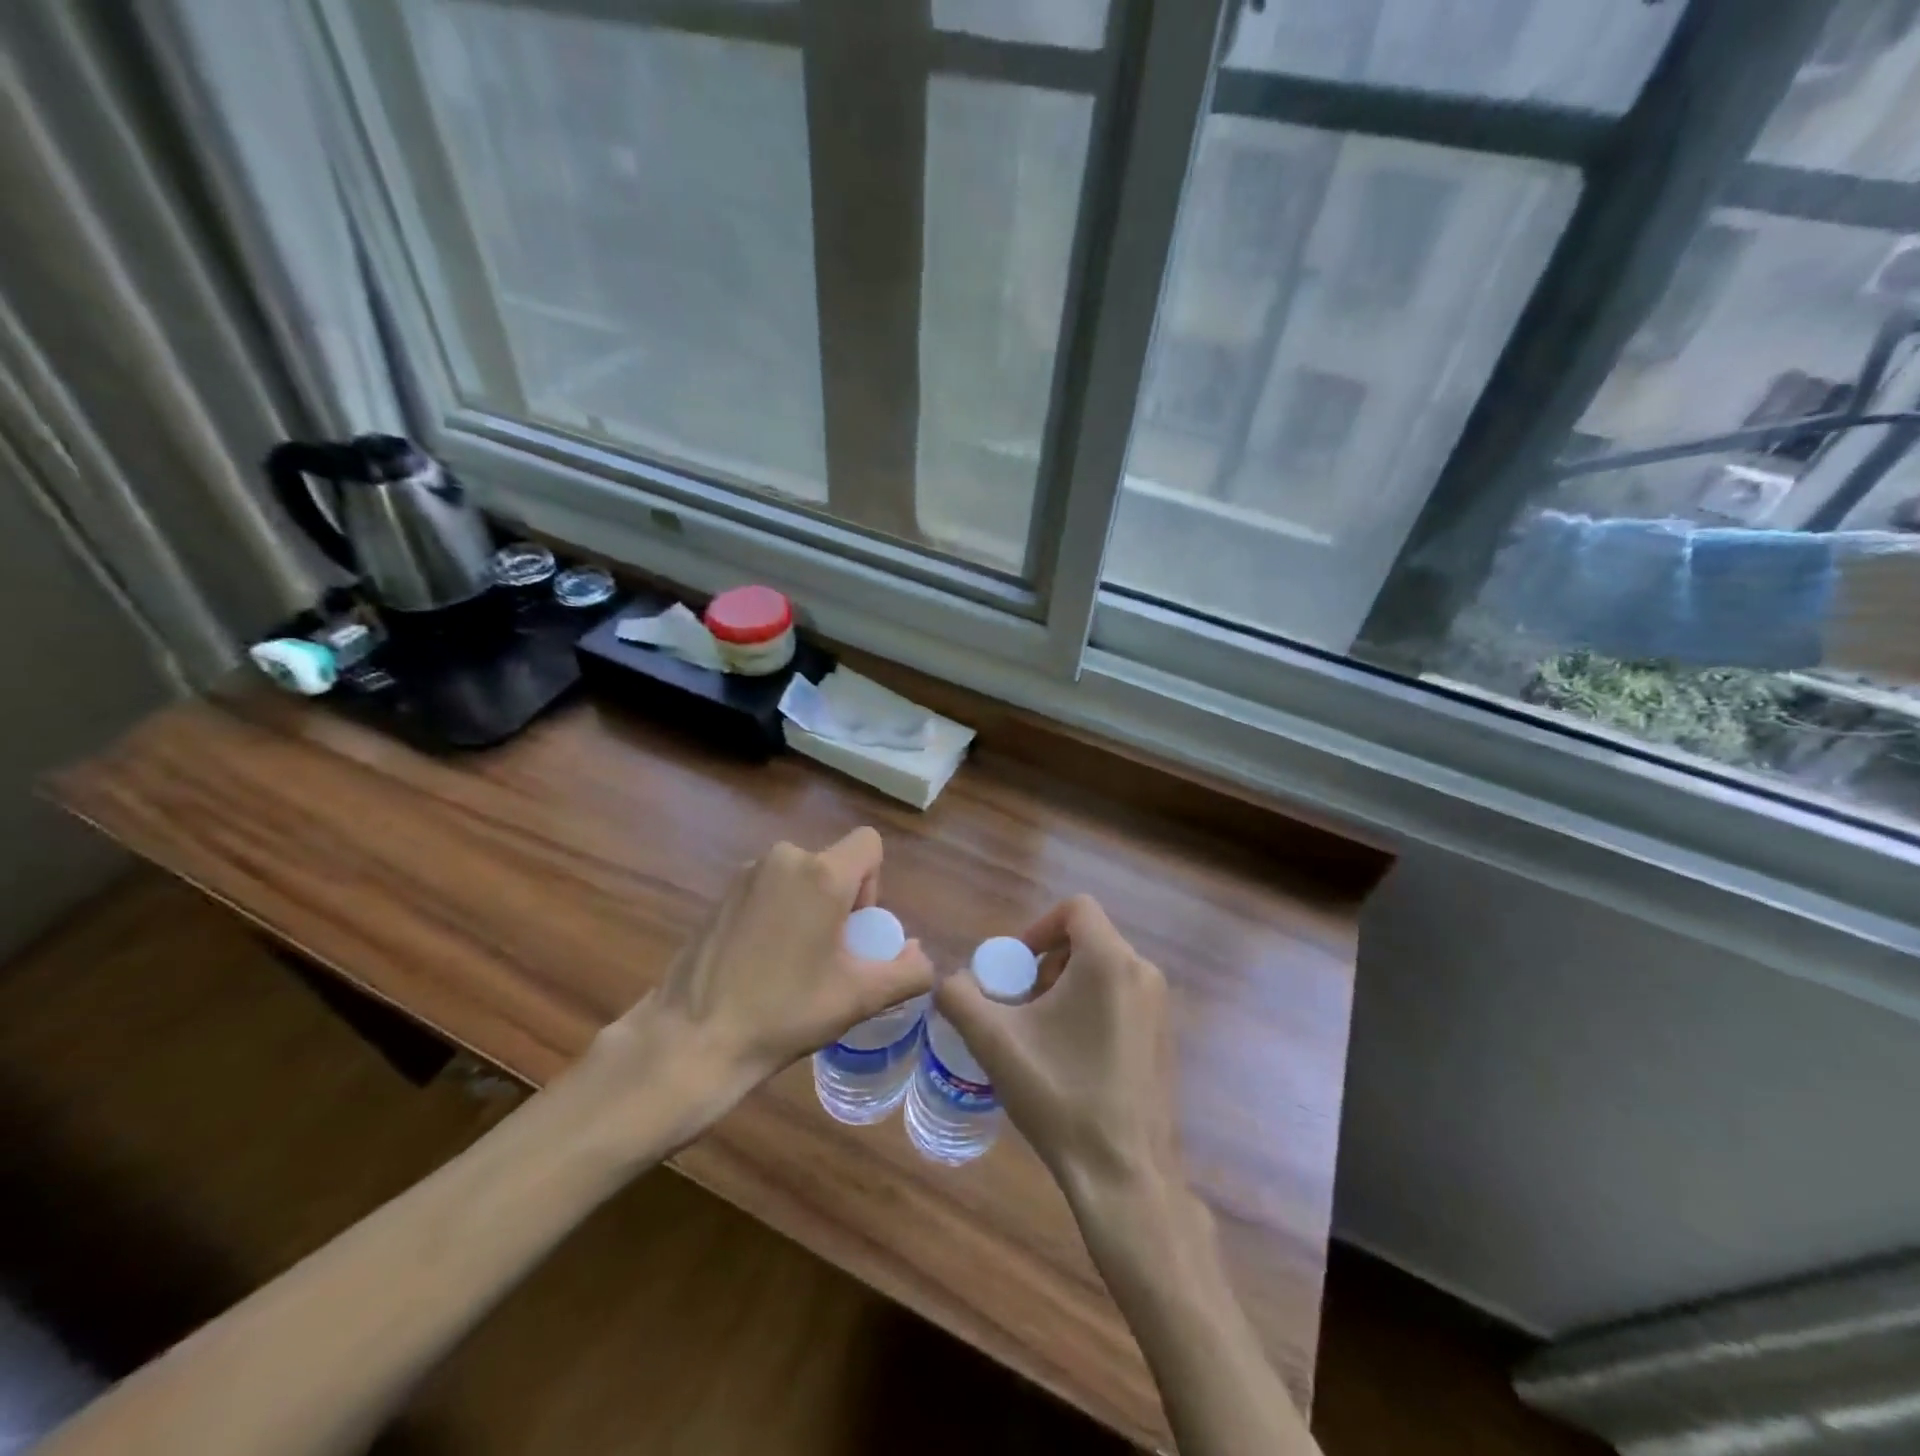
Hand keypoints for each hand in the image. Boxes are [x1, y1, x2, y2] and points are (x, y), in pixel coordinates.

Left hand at [595, 828, 932, 1112]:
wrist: (693, 1039)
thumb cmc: (784, 1013)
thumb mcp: (858, 998)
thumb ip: (907, 972)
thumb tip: (920, 955)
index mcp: (822, 874)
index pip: (869, 843)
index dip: (874, 883)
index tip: (855, 930)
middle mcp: (784, 859)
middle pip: (834, 864)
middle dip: (841, 901)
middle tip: (828, 956)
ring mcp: (746, 874)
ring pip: (800, 877)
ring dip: (808, 907)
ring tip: (793, 962)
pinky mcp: (721, 893)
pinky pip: (769, 888)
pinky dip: (778, 912)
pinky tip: (760, 961)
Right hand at [934, 895, 1181, 1200]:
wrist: (1124, 1174)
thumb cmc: (1060, 1096)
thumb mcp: (995, 1043)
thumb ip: (960, 998)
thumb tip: (950, 982)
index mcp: (1109, 961)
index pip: (1076, 908)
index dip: (1038, 927)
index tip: (1015, 967)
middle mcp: (1143, 973)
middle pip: (1087, 940)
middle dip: (1048, 964)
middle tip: (1023, 1006)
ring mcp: (1160, 1008)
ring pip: (1104, 970)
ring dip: (1067, 988)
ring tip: (1042, 1035)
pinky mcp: (1164, 1038)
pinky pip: (1122, 998)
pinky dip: (1092, 1009)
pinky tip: (1071, 1059)